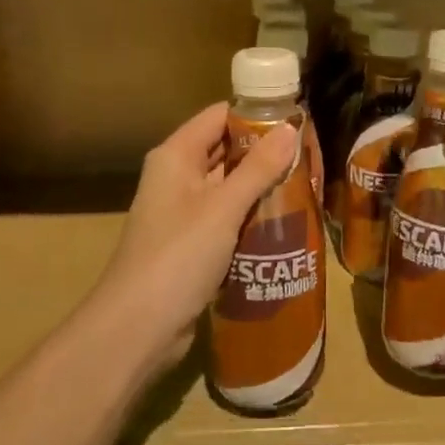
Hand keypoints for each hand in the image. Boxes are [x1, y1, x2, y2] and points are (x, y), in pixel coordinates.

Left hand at [91, 101, 298, 373]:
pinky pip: (227, 218)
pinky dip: (251, 217)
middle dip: (265, 153)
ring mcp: (183, 212)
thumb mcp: (223, 208)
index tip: (296, 123)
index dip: (256, 114)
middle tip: (308, 157)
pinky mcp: (191, 244)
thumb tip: (291, 129)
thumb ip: (258, 168)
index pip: (220, 116)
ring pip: (229, 186)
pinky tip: (284, 223)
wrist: (136, 329)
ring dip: (261, 187)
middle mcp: (177, 176)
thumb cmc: (178, 256)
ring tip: (305, 187)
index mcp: (176, 156)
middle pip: (226, 150)